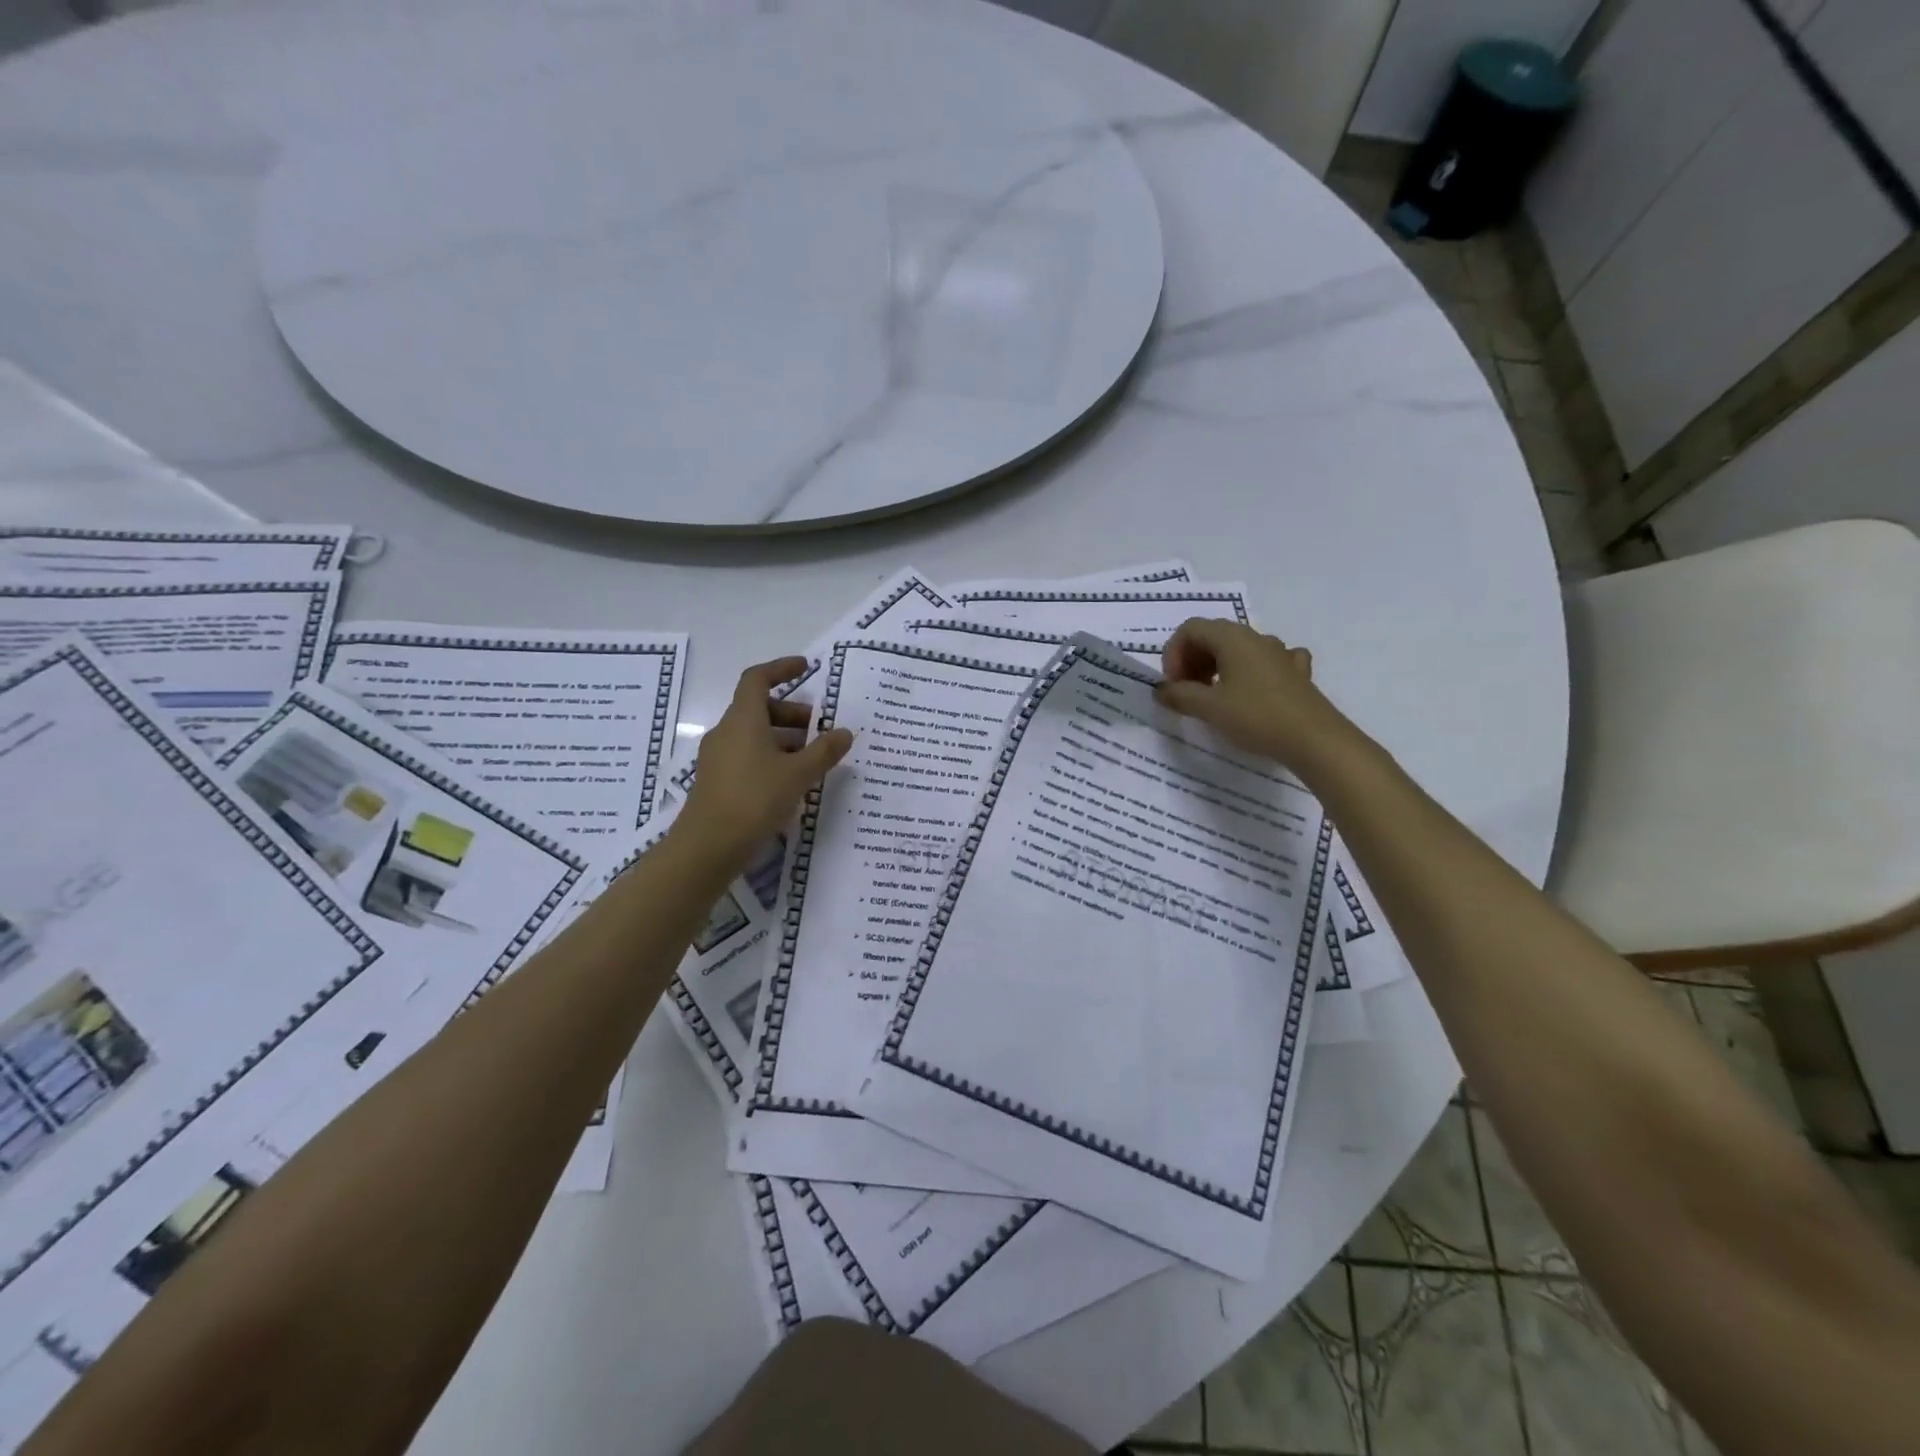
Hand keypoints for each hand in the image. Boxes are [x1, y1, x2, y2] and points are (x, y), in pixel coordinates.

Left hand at [681, 657, 853, 863]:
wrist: (708, 847)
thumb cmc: (754, 799)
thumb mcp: (798, 774)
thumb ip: (824, 751)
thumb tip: (844, 732)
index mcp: (743, 719)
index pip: (757, 679)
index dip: (781, 668)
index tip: (806, 668)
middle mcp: (727, 732)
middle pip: (759, 709)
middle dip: (792, 713)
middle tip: (820, 729)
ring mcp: (719, 757)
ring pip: (755, 735)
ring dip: (784, 738)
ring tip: (812, 759)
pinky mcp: (718, 781)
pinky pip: (748, 756)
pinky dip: (772, 758)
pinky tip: (792, 782)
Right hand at [1155, 619, 1358, 769]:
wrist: (1315, 740)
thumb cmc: (1256, 717)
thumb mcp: (1209, 708)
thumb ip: (1179, 695)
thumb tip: (1160, 690)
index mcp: (1232, 638)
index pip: (1190, 630)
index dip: (1173, 654)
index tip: (1173, 685)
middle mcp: (1255, 637)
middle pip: (1212, 636)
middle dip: (1192, 661)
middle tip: (1186, 692)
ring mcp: (1280, 653)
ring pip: (1238, 649)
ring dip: (1216, 667)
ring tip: (1212, 697)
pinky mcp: (1296, 673)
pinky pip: (1265, 662)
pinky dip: (1248, 673)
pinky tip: (1250, 691)